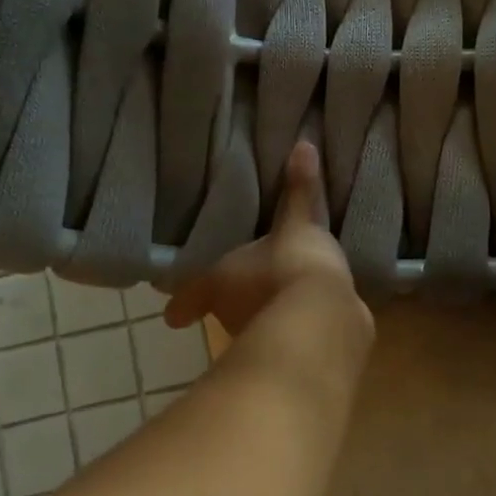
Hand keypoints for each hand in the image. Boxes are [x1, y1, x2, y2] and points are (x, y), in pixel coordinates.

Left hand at [166, 141, 364, 338]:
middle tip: (244, 287)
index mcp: (220, 286)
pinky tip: (315, 316)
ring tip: (283, 297)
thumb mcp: (297, 222)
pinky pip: (295, 333)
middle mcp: (235, 317)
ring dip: (268, 314)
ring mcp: (266, 338)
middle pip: (228, 311)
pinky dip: (300, 325)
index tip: (173, 318)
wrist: (322, 322)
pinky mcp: (298, 352)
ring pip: (261, 323)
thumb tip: (302, 143)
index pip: (194, 295)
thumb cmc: (290, 268)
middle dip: (235, 303)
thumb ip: (299, 191)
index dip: (184, 304)